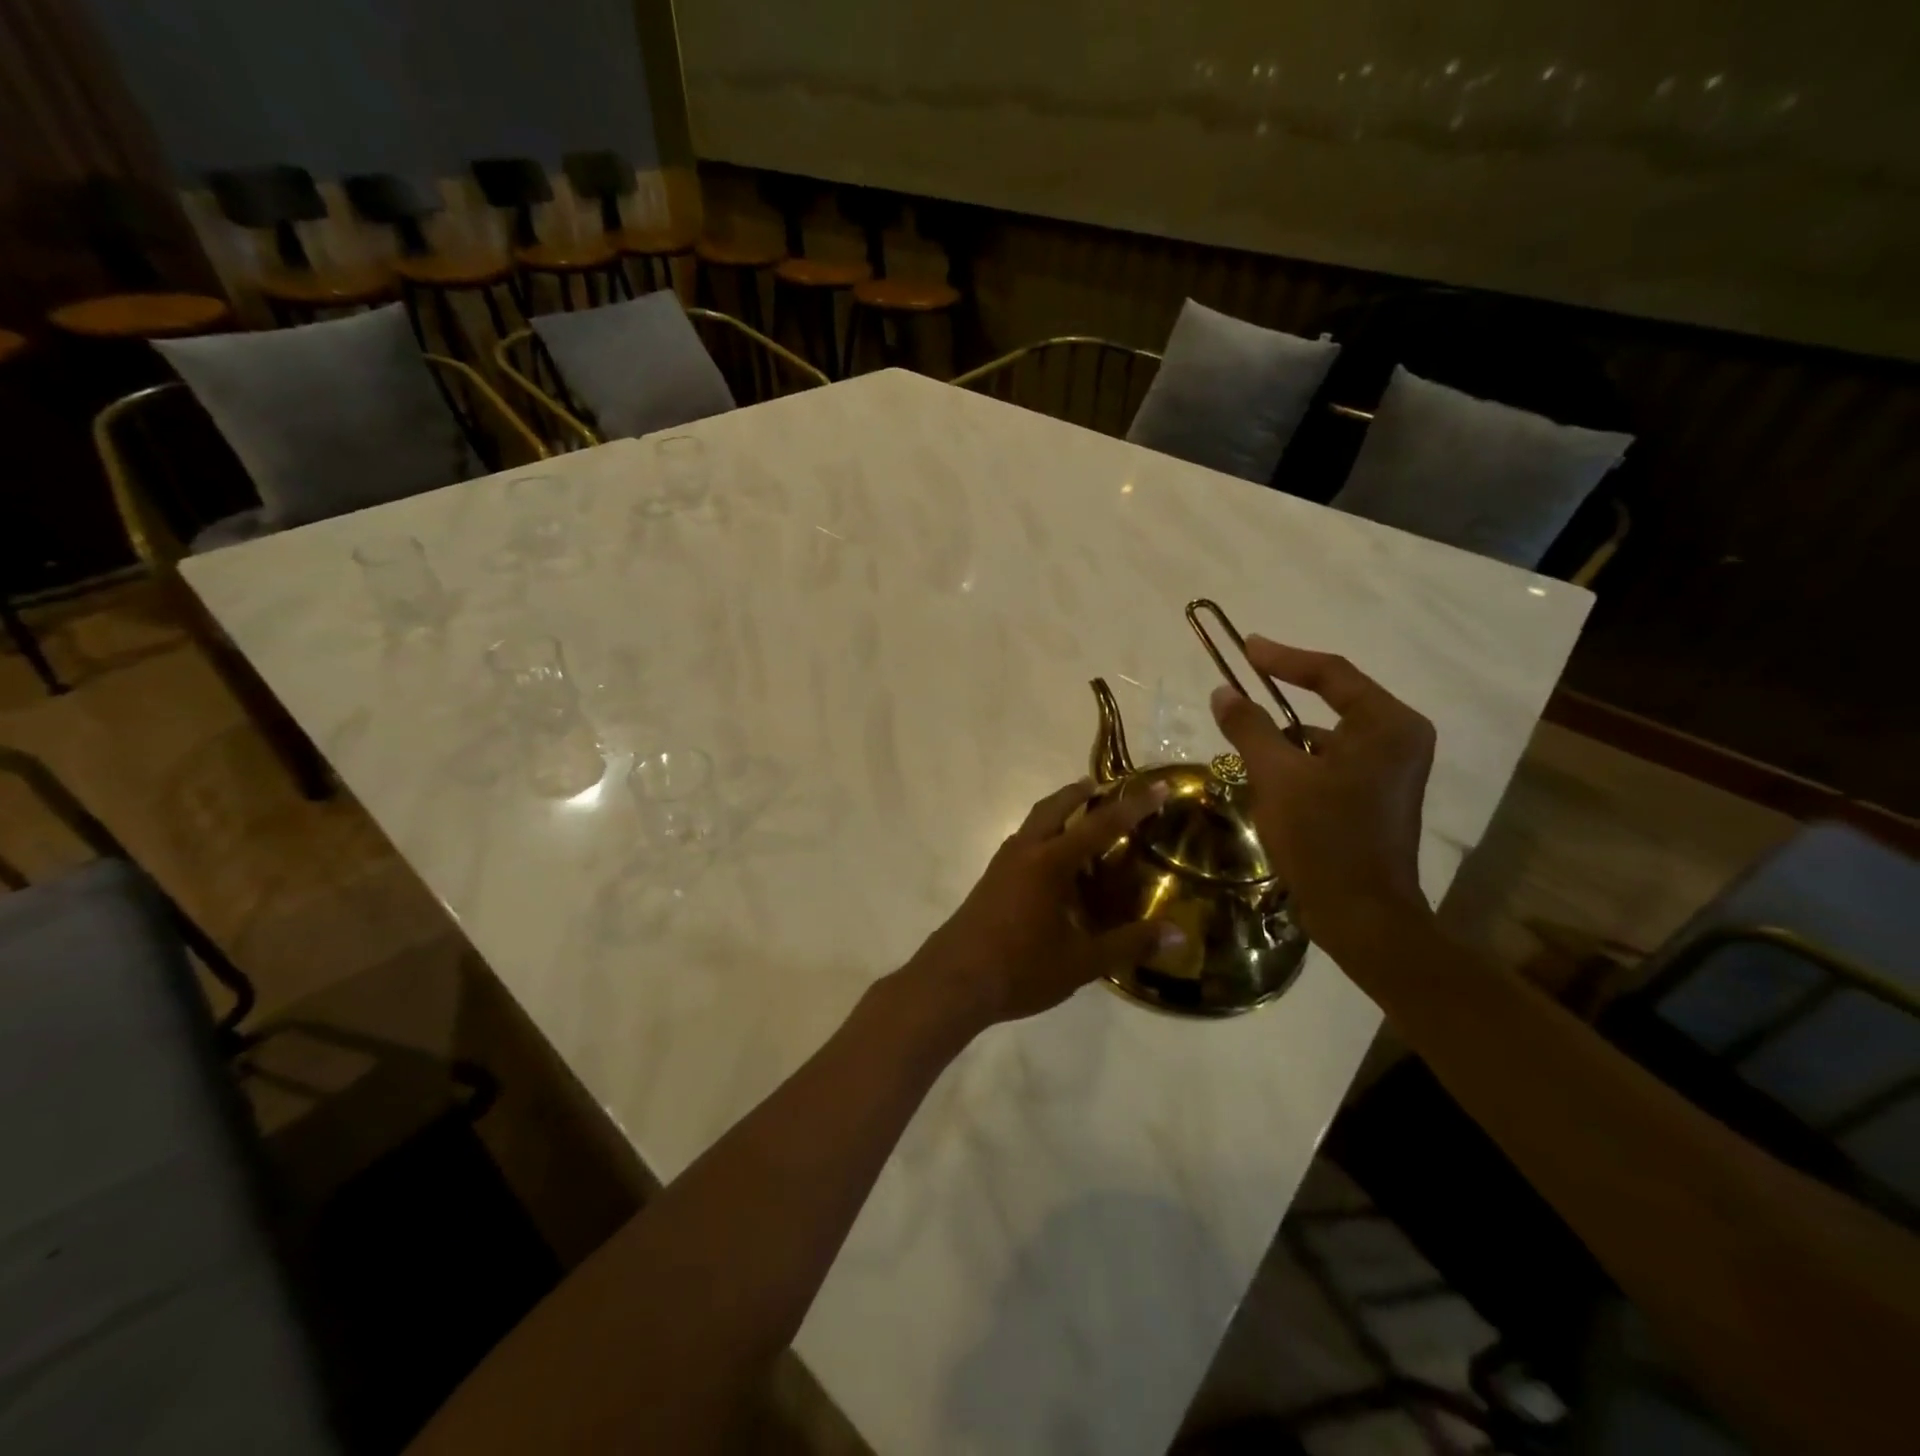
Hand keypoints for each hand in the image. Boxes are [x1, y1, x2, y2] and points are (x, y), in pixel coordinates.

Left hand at [904, 780, 1184, 1032]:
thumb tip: (1178, 933)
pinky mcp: (991, 880)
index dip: (1132, 806)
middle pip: (1054, 808)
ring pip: (1034, 824)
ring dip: (1058, 813)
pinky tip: (1056, 865)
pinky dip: (1044, 837)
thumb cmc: (1020, 968)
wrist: (953, 982)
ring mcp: (1002, 864)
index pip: (1100, 825)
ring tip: (1083, 821)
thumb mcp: (1082, 961)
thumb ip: (1128, 943)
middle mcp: (1025, 852)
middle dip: (1080, 793)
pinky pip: (1023, 844)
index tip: (1157, 785)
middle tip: (1104, 787)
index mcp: (1050, 862)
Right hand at [1208, 638, 1436, 951]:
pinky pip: (1335, 759)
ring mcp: (1394, 768)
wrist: (1362, 916)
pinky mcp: (1380, 793)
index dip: (1283, 657)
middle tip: (1245, 679)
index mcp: (1387, 725)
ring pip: (1331, 733)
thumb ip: (1249, 728)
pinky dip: (1303, 759)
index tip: (1245, 647)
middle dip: (1287, 693)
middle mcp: (1400, 738)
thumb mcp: (1277, 777)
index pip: (1332, 673)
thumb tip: (1223, 692)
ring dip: (1290, 733)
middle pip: (1336, 699)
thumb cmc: (1323, 839)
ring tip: (1248, 737)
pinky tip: (1271, 775)